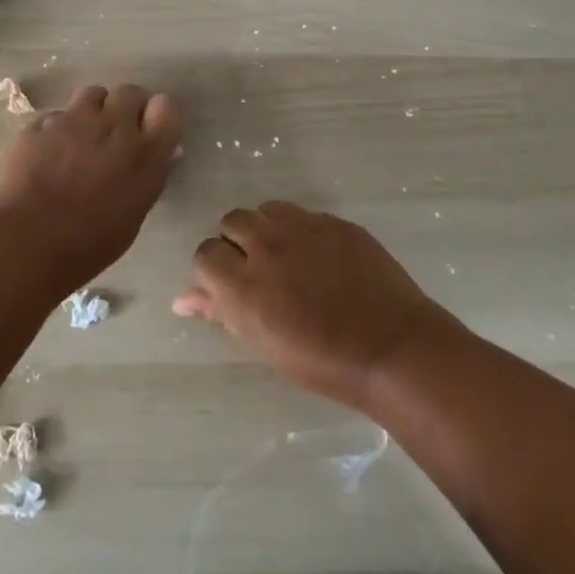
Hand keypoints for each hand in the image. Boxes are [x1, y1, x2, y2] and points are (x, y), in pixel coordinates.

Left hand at [0, 83, 182, 294]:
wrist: (25, 241)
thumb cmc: (86, 245)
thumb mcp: (131, 217)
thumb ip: (141, 180)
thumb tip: (143, 163)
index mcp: (145, 154)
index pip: (166, 107)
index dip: (158, 115)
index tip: (150, 130)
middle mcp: (114, 127)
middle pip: (130, 92)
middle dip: (126, 106)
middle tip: (116, 132)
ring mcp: (74, 120)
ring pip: (93, 93)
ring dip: (94, 110)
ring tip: (83, 136)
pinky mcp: (40, 123)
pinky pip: (56, 115)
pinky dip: (57, 128)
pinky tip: (48, 152)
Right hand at [173, 202, 456, 409]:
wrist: (392, 348)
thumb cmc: (322, 362)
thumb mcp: (263, 344)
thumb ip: (220, 313)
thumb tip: (182, 298)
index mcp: (243, 284)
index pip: (205, 253)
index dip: (213, 268)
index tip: (228, 284)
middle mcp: (267, 246)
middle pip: (232, 221)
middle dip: (237, 241)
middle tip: (257, 269)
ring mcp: (303, 228)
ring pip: (266, 210)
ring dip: (266, 229)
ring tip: (286, 257)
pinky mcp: (334, 221)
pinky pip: (303, 214)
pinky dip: (301, 231)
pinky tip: (319, 257)